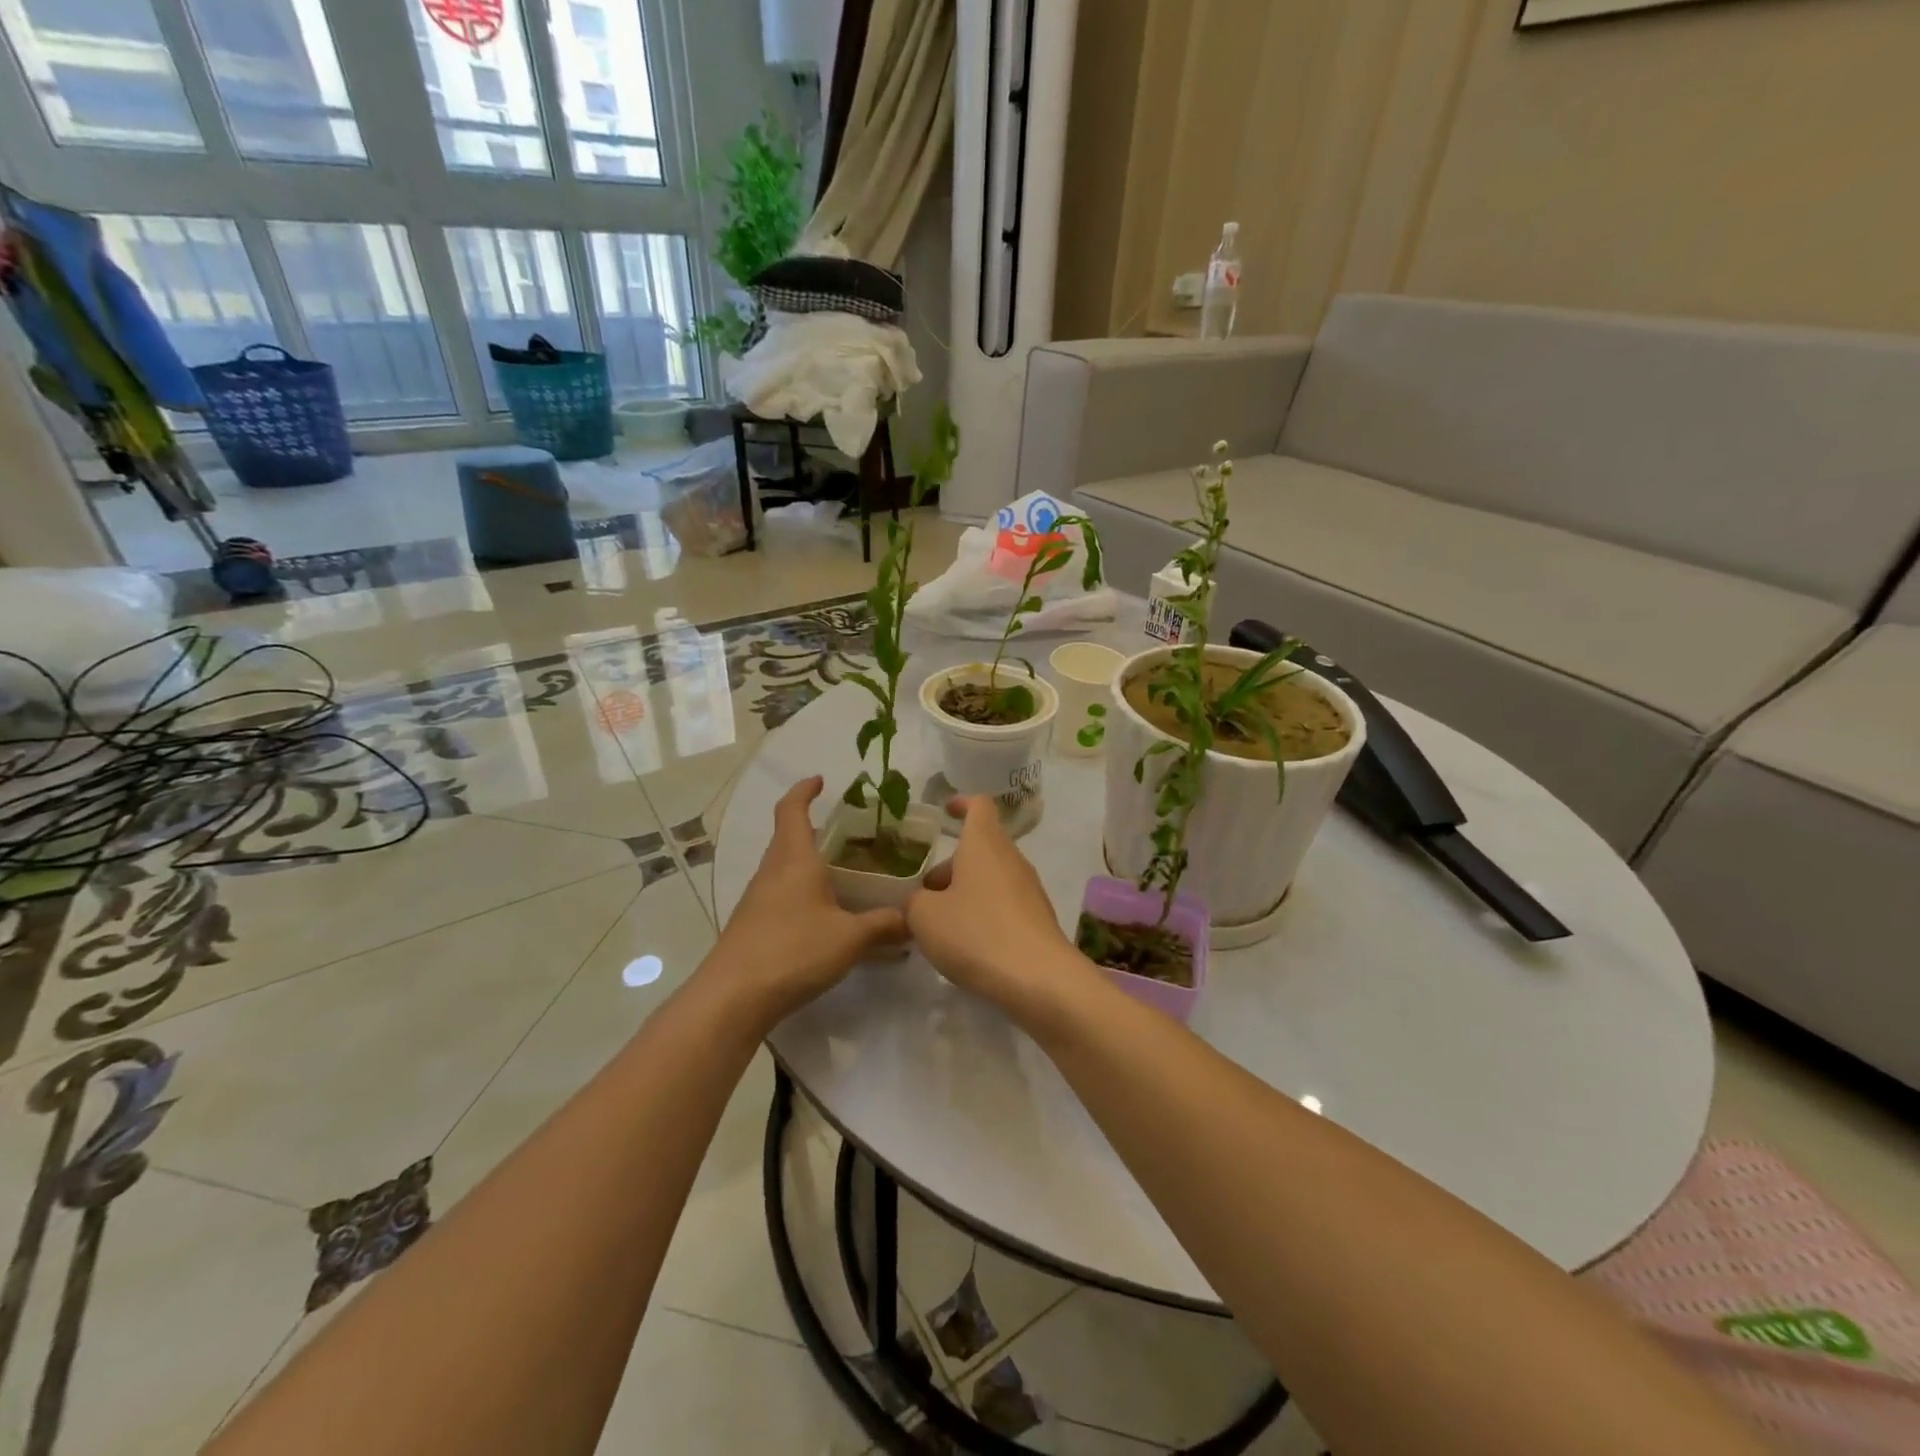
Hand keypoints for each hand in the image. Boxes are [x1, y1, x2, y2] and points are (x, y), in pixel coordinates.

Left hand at [713, 777, 908, 1023]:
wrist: (732, 997)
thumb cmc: (792, 951)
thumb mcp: (849, 938)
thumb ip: (884, 925)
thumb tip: (914, 918)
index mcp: (794, 859)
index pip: (792, 809)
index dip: (804, 790)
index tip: (820, 780)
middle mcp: (772, 871)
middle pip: (787, 837)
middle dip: (813, 828)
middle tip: (850, 834)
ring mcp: (757, 899)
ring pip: (784, 867)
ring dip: (807, 862)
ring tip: (842, 873)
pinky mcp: (752, 925)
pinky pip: (780, 893)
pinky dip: (801, 891)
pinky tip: (823, 914)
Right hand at [907, 796, 1090, 1017]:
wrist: (1039, 979)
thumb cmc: (976, 933)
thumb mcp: (925, 917)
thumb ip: (914, 902)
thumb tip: (920, 900)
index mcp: (984, 844)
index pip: (979, 805)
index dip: (962, 804)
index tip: (945, 812)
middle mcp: (1011, 858)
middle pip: (980, 848)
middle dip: (951, 866)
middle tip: (924, 894)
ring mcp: (1029, 888)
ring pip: (991, 877)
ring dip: (965, 892)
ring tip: (940, 925)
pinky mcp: (1038, 918)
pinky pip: (1004, 904)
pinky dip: (984, 913)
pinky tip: (968, 945)